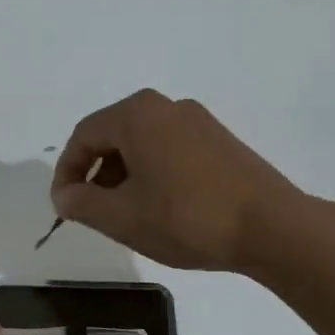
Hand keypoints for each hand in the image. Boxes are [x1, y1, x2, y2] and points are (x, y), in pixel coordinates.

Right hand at [51, 90, 308, 270]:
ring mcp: (197, 121)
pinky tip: (160, 207)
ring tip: (126, 215)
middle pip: (112, 135)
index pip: (83, 136)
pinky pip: (169, 150)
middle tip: (92, 212)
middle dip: (95, 174)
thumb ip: (81, 203)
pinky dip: (152, 174)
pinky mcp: (219, 140)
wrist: (271, 227)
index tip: (64, 208)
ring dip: (123, 176)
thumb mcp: (122, 217)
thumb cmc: (186, 218)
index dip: (66, 173)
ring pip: (142, 144)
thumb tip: (63, 195)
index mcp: (137, 115)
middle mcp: (166, 106)